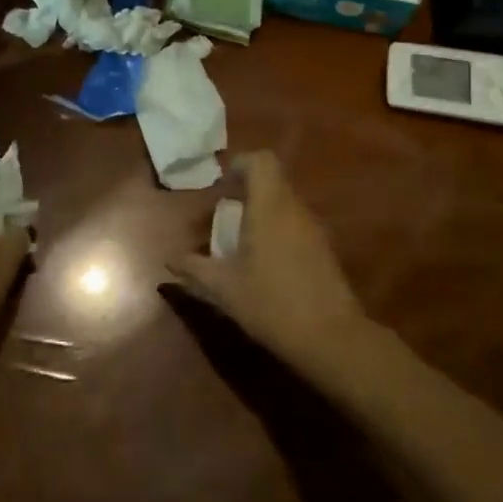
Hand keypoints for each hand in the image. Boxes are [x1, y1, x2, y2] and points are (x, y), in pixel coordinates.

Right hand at [168, 151, 369, 372]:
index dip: (239, 165)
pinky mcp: (323, 251)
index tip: (218, 187)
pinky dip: (273, 232)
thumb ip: (194, 268)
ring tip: (233, 245)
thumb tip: (170, 259)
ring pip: (282, 205)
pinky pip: (293, 225)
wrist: (332, 340)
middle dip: (241, 195)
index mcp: (270, 207)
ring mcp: (313, 230)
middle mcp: (295, 210)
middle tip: (216, 219)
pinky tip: (258, 264)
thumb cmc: (272, 303)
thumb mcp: (224, 288)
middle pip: (270, 183)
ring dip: (257, 215)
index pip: (261, 161)